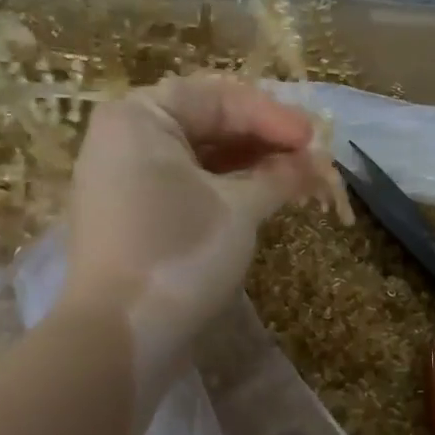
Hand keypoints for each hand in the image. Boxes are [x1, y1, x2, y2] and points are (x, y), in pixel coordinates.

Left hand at [61, 73, 329, 367]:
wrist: (122, 337)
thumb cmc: (180, 255)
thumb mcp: (239, 209)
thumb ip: (279, 176)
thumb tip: (313, 162)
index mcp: (138, 118)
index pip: (215, 97)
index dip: (270, 114)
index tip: (313, 139)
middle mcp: (124, 140)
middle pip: (205, 122)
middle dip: (262, 139)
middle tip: (309, 158)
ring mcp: (124, 181)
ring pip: (198, 158)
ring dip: (249, 165)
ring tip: (296, 179)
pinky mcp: (133, 217)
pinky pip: (185, 186)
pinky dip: (225, 189)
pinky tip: (263, 198)